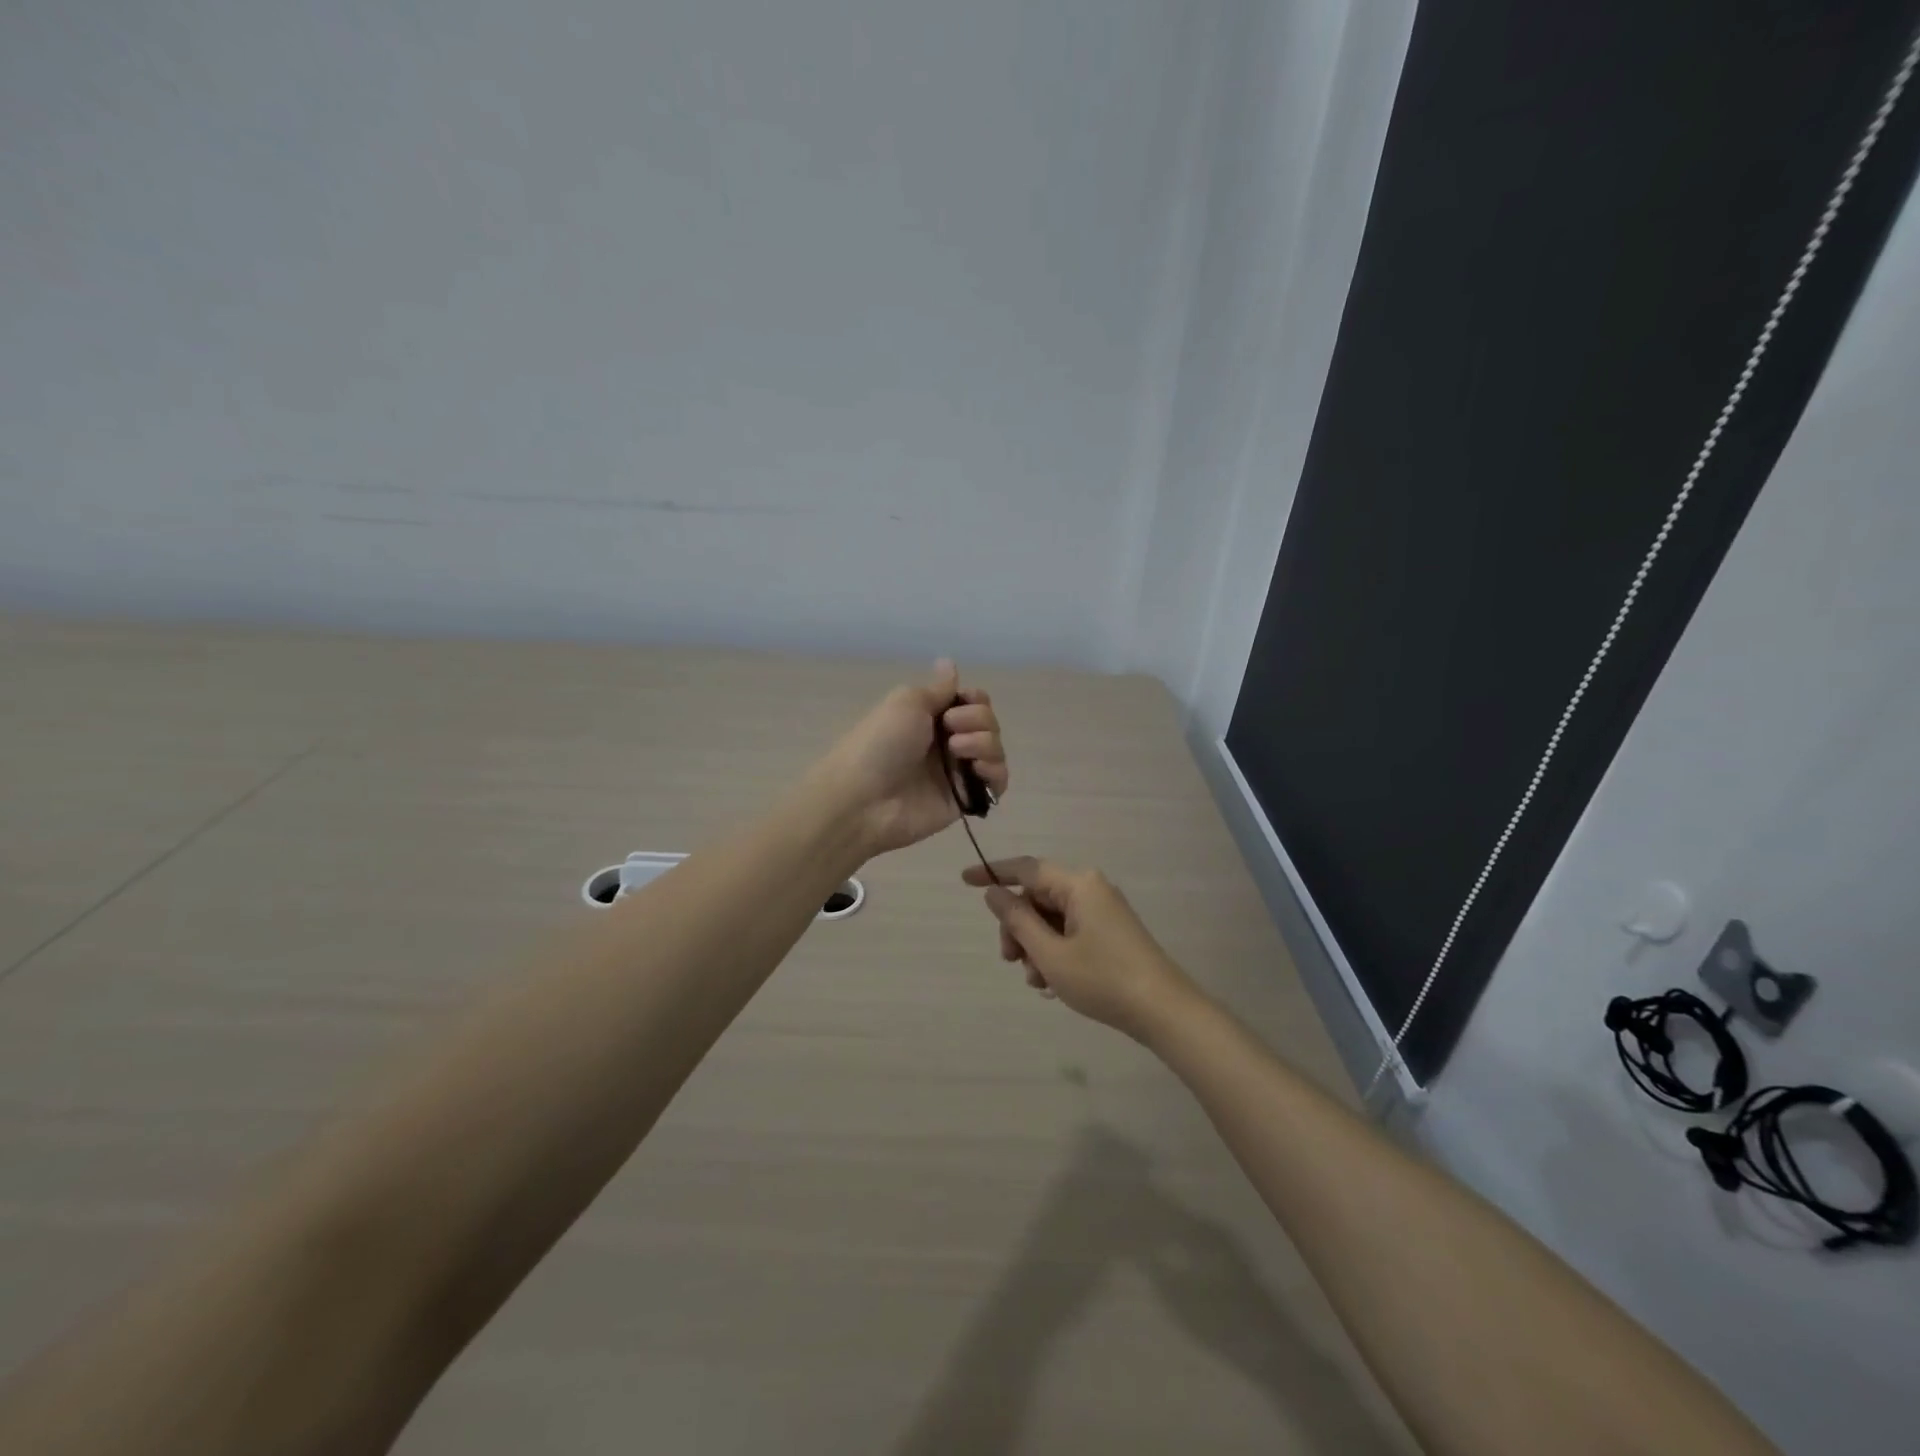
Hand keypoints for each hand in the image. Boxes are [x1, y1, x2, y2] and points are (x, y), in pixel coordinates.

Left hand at [816, 660, 1008, 856]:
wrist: (864, 798)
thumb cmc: (881, 743)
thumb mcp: (907, 702)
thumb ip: (938, 688)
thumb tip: (949, 661)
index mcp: (932, 716)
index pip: (973, 701)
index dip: (974, 699)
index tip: (958, 703)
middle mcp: (948, 741)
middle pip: (989, 722)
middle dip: (977, 719)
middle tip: (949, 728)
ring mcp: (958, 771)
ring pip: (995, 749)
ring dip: (984, 743)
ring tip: (957, 752)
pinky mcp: (966, 799)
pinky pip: (997, 782)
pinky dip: (995, 772)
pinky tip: (977, 771)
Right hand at [961, 857, 1198, 1040]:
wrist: (1164, 1011)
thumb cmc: (1103, 979)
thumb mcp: (1050, 954)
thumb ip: (1018, 920)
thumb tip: (995, 893)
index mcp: (1078, 884)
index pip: (1026, 868)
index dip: (992, 873)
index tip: (964, 880)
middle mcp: (1091, 888)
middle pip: (1037, 897)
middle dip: (1017, 928)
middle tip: (1010, 961)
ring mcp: (1103, 910)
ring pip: (1051, 918)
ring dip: (1035, 946)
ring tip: (1038, 982)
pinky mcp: (1110, 931)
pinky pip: (1069, 931)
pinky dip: (1054, 952)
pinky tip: (1052, 984)